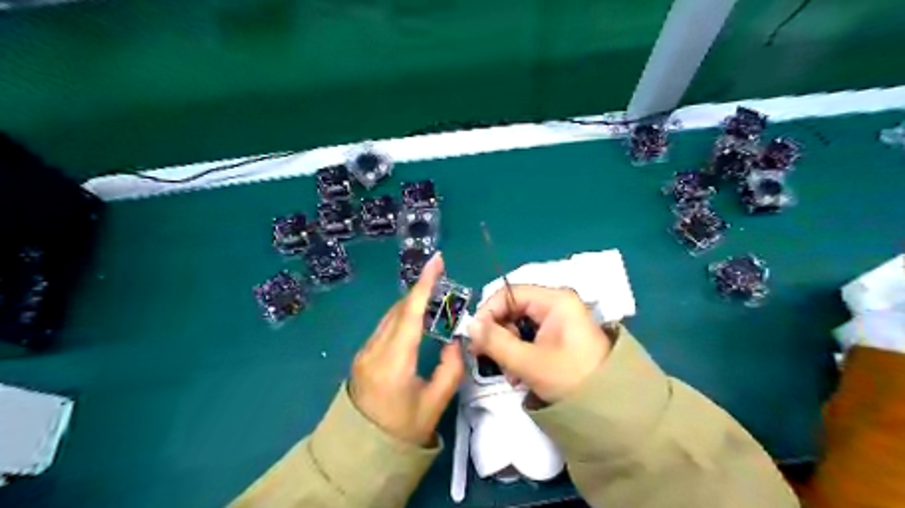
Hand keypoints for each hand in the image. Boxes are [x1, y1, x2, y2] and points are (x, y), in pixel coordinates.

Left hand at [346, 255, 462, 443]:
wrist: (361, 452)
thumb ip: (450, 369)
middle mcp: (375, 350)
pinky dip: (402, 317)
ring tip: (433, 297)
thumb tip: (453, 342)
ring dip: (411, 304)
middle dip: (421, 291)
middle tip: (442, 279)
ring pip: (390, 317)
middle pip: (400, 310)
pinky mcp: (362, 356)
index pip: (411, 313)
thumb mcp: (435, 404)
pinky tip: (415, 319)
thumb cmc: (402, 431)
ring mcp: (365, 352)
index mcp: (394, 361)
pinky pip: (385, 327)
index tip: (436, 260)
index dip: (425, 284)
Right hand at [467, 285, 613, 404]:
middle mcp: (555, 304)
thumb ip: (495, 341)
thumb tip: (469, 325)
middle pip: (512, 309)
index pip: (509, 294)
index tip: (474, 336)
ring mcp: (557, 321)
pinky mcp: (558, 336)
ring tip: (509, 374)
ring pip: (518, 325)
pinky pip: (529, 337)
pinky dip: (519, 354)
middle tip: (487, 358)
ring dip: (507, 348)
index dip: (488, 312)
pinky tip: (519, 375)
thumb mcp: (529, 362)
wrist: (611, 409)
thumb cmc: (571, 378)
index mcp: (554, 300)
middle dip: (498, 334)